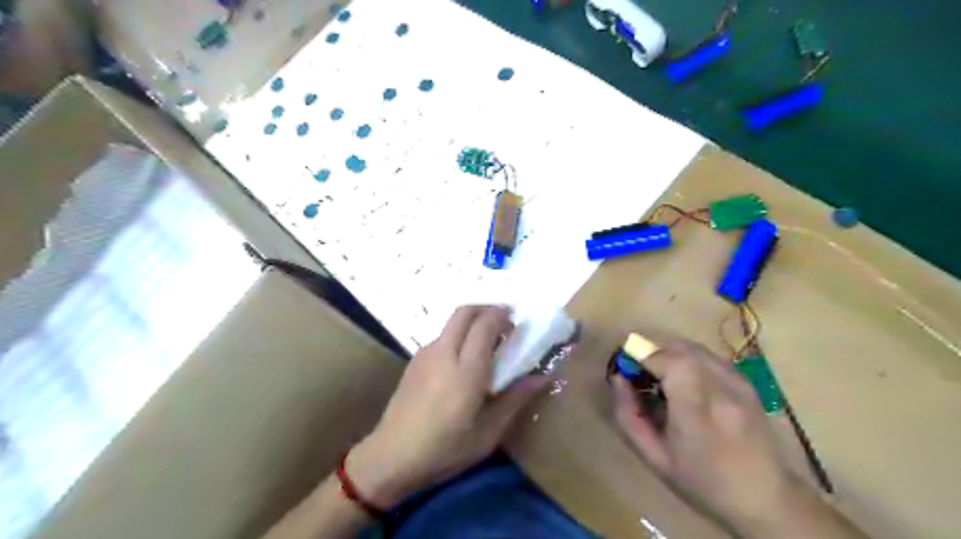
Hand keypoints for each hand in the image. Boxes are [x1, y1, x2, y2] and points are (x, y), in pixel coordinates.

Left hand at [346, 306, 547, 507]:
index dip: (502, 315)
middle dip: (486, 309)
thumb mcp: (488, 433)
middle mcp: (444, 353)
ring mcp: (425, 355)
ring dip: (471, 321)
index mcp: (466, 371)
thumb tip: (542, 377)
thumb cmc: (445, 449)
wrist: (391, 457)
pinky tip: (462, 360)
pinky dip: (457, 334)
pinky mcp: (414, 361)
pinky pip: (441, 336)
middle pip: (464, 312)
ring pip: (451, 322)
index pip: (485, 325)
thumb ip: (515, 399)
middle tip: (503, 322)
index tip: (516, 319)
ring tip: (486, 342)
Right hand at [615, 339, 795, 528]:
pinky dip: (685, 355)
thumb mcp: (654, 456)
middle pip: (680, 346)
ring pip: (693, 346)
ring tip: (654, 370)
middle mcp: (722, 388)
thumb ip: (629, 415)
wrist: (767, 498)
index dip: (642, 354)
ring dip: (667, 349)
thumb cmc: (702, 482)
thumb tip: (618, 378)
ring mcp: (738, 381)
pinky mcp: (745, 380)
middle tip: (635, 366)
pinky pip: (707, 354)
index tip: (625, 365)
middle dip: (651, 348)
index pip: (670, 360)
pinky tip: (679, 375)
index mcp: (698, 411)